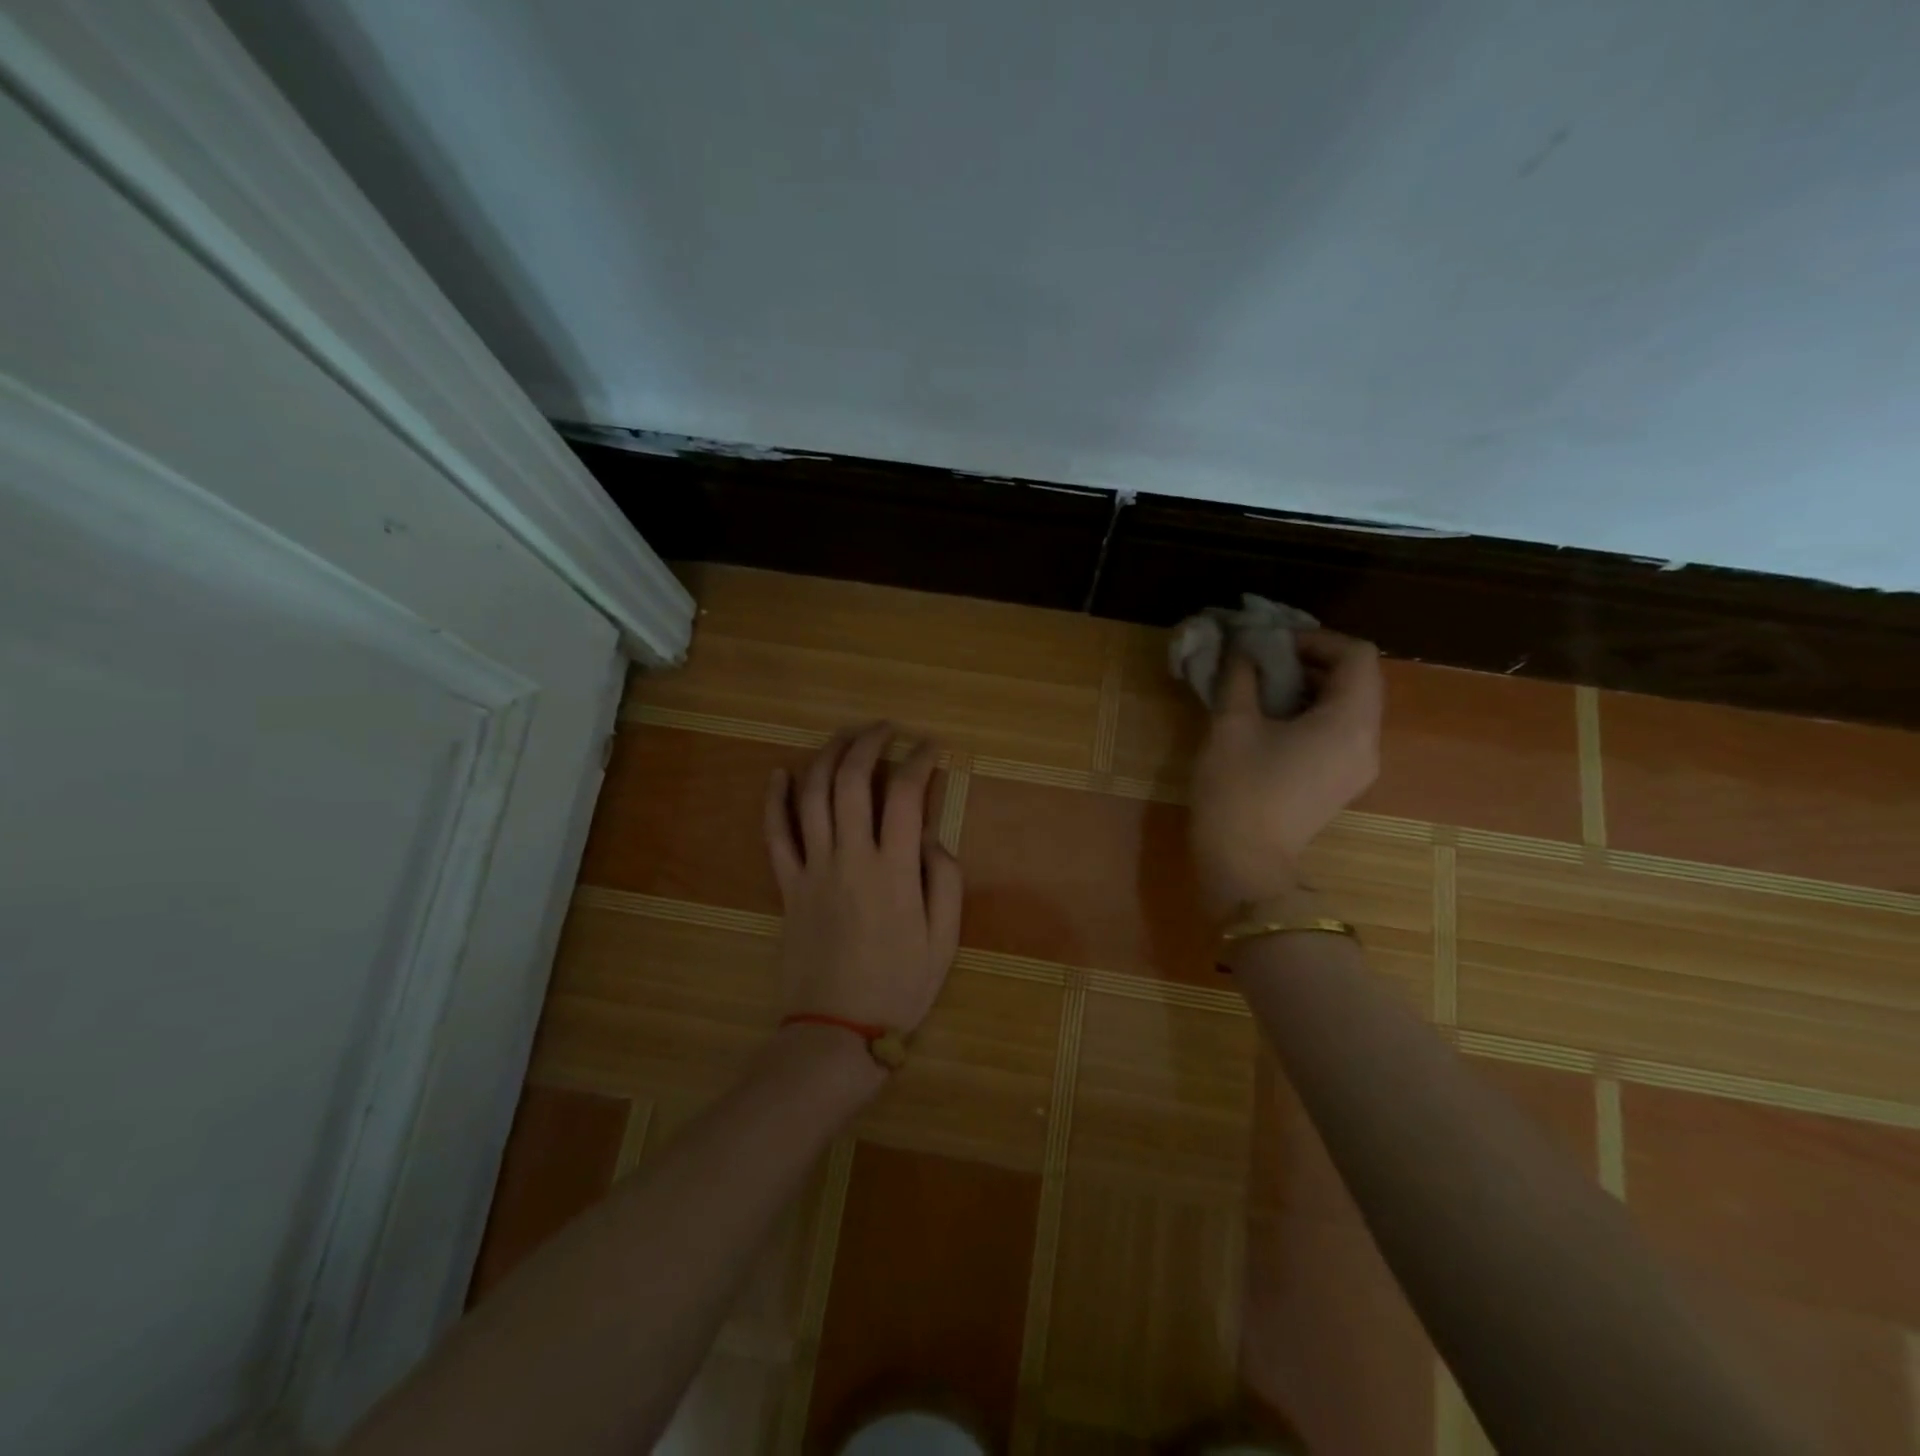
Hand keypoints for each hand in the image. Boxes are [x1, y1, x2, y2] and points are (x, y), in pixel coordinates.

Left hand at [763, 723, 964, 1037]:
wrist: (836, 1031)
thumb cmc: (899, 987)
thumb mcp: (944, 940)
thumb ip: (945, 881)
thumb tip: (932, 837)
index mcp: (894, 870)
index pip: (905, 795)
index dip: (920, 761)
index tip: (931, 747)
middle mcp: (850, 858)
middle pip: (852, 781)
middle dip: (869, 743)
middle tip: (886, 729)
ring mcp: (813, 869)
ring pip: (812, 796)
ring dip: (827, 757)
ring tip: (844, 736)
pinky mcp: (787, 886)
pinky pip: (775, 835)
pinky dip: (774, 800)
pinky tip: (780, 773)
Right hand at [1189, 629, 1383, 914]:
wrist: (1243, 862)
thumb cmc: (1238, 789)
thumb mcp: (1231, 724)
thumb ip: (1241, 676)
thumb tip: (1244, 647)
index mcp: (1349, 721)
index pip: (1357, 655)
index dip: (1316, 639)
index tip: (1272, 645)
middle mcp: (1368, 741)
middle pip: (1358, 680)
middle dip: (1312, 662)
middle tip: (1264, 663)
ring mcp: (1358, 766)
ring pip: (1349, 706)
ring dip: (1311, 688)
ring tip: (1263, 690)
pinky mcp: (1342, 783)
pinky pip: (1340, 732)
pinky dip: (1313, 715)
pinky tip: (1272, 723)